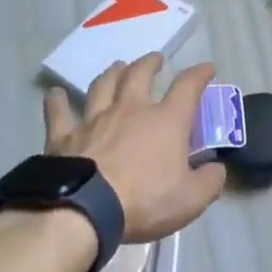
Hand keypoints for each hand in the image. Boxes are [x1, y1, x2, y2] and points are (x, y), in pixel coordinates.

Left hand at [44, 55, 225, 241]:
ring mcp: (94, 119)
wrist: (83, 211)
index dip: (200, 73)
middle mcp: (131, 109)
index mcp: (166, 120)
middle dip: (150, 63)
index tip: (207, 68)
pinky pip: (59, 112)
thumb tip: (217, 169)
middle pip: (140, 74)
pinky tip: (55, 94)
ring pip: (104, 85)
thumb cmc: (143, 201)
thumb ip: (209, 181)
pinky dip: (57, 101)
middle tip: (156, 59)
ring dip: (112, 73)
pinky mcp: (64, 136)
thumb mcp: (191, 199)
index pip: (188, 86)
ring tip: (118, 67)